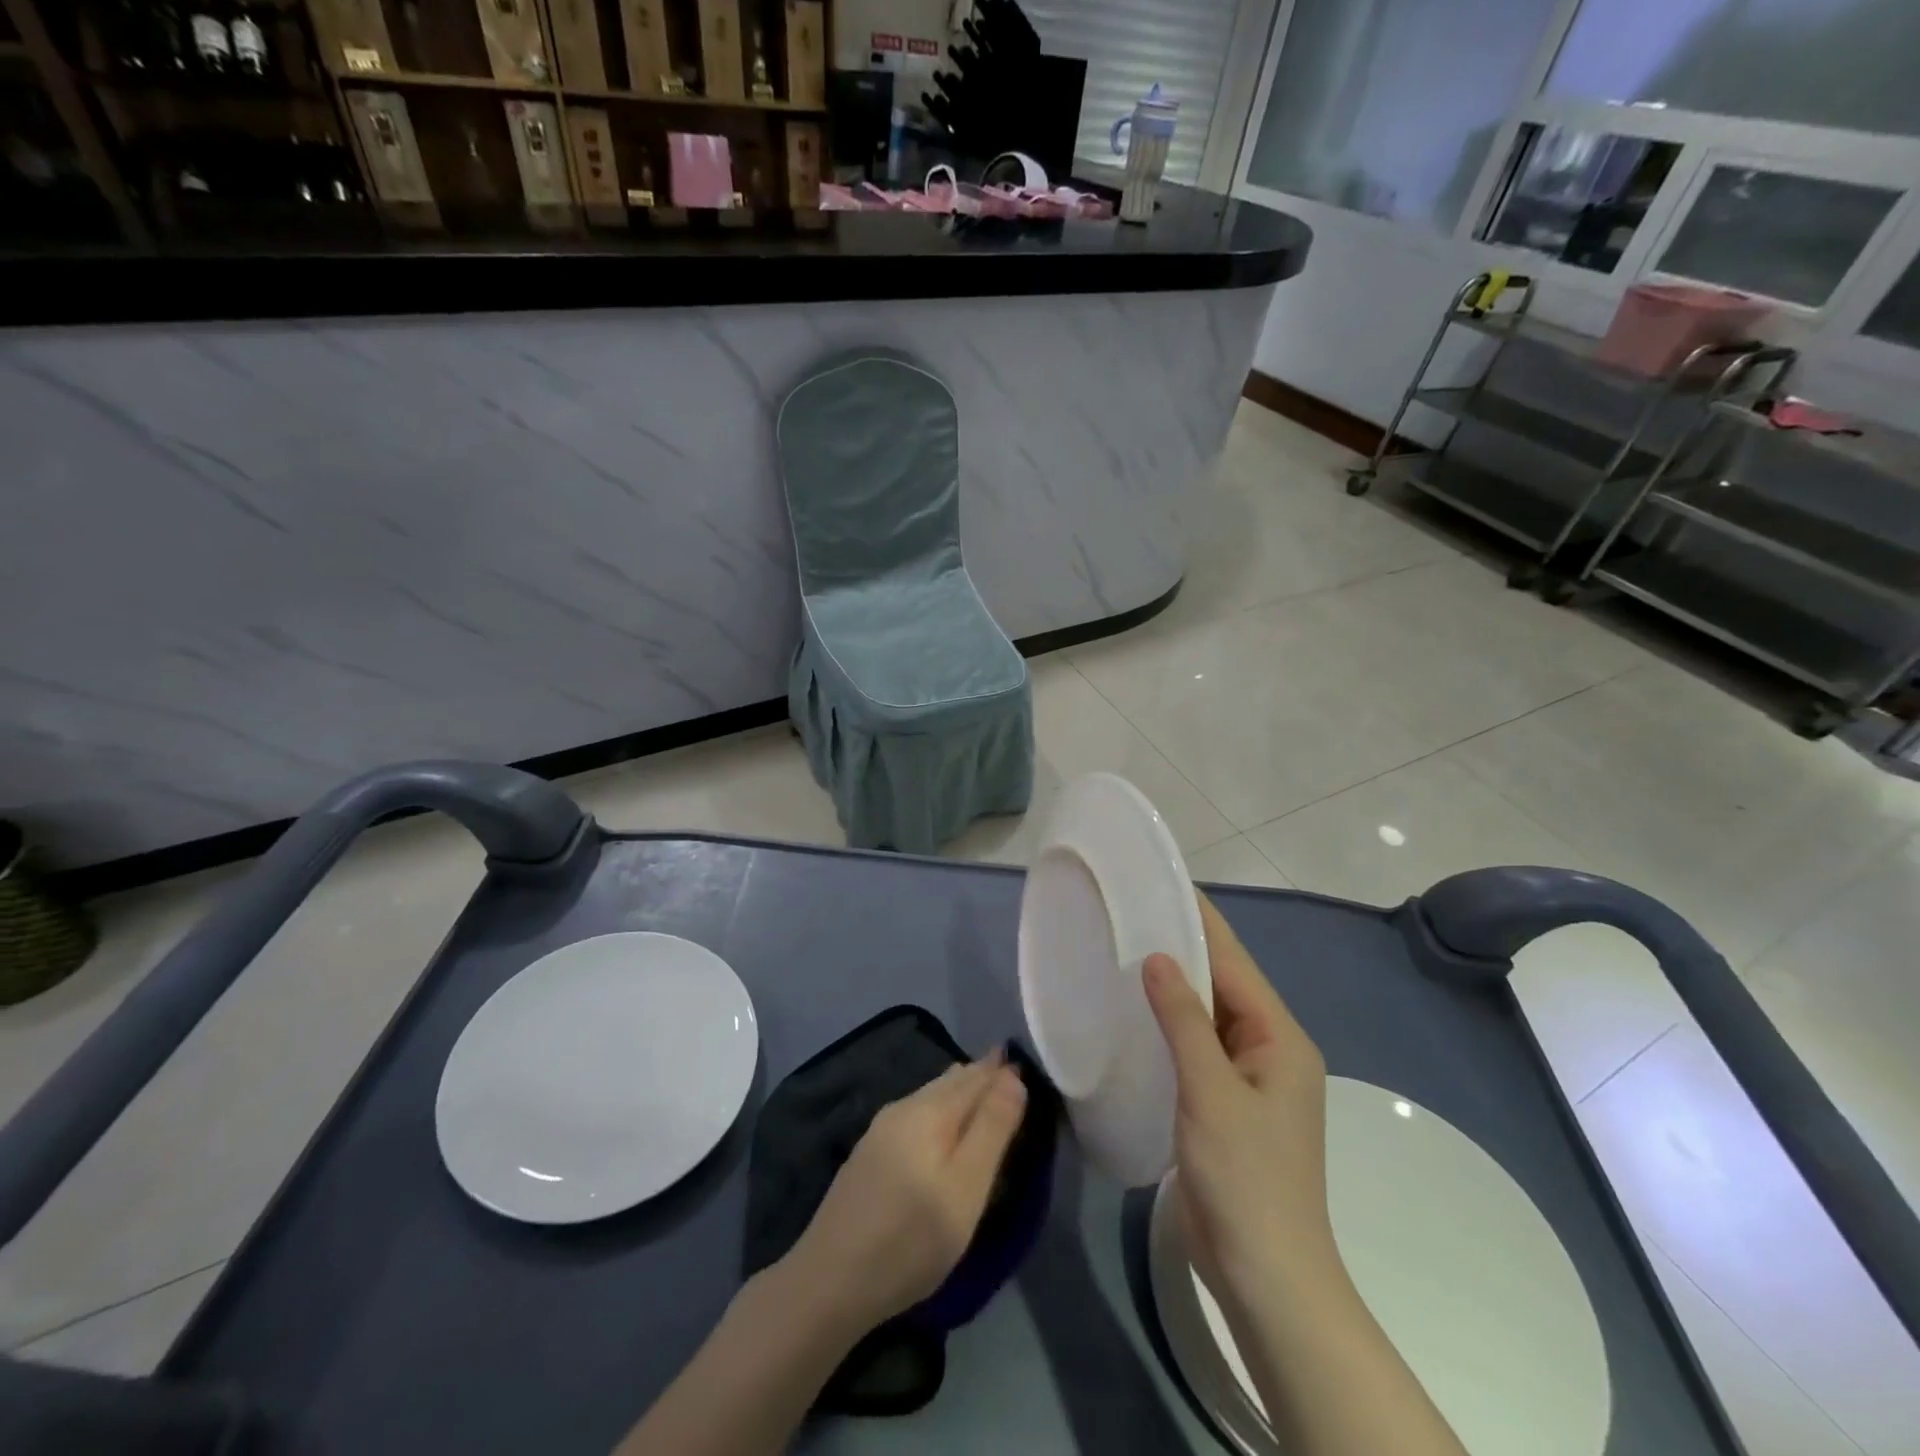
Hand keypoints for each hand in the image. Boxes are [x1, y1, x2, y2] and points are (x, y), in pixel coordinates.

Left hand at [786, 1051, 1026, 1335]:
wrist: (829, 1282)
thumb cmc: (911, 1238)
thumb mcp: (965, 1188)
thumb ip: (992, 1128)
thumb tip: (1012, 1076)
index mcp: (929, 1111)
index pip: (975, 1077)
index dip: (1000, 1070)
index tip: (1023, 1061)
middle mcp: (903, 1109)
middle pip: (950, 1082)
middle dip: (979, 1074)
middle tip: (1005, 1067)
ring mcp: (880, 1131)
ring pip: (929, 1096)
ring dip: (957, 1090)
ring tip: (978, 1085)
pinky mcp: (869, 1156)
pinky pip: (915, 1114)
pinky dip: (939, 1109)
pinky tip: (939, 1123)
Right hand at [1143, 892, 1334, 1297]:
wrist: (1267, 1275)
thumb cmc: (1246, 1177)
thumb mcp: (1211, 1091)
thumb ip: (1184, 1020)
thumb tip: (1158, 957)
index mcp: (1279, 1038)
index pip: (1234, 962)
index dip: (1201, 921)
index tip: (1164, 884)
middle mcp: (1268, 1049)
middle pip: (1223, 983)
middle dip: (1182, 947)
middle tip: (1131, 913)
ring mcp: (1248, 1078)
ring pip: (1207, 1014)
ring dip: (1174, 986)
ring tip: (1127, 949)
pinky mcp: (1226, 1102)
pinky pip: (1197, 1045)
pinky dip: (1170, 1023)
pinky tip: (1136, 1012)